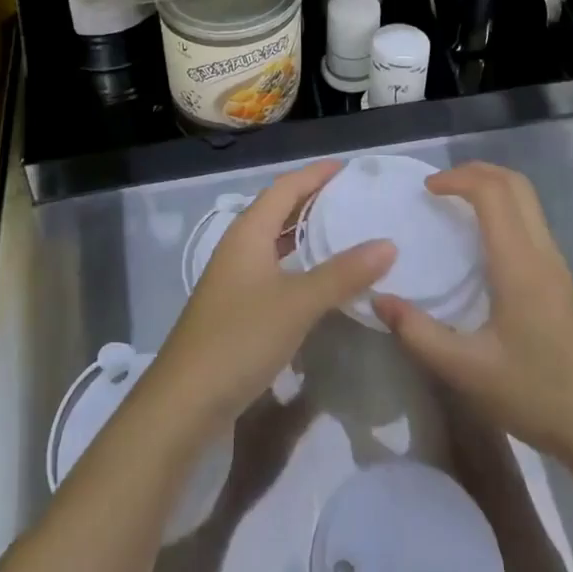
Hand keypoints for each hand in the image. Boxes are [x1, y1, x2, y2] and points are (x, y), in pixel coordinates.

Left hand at [149, 160, 394, 438]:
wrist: (184, 403)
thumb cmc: (240, 338)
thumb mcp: (297, 303)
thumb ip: (343, 273)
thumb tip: (388, 243)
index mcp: (248, 232)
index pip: (285, 187)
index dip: (315, 174)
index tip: (347, 168)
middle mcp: (239, 247)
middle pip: (278, 210)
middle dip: (312, 200)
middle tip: (352, 198)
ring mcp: (234, 279)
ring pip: (275, 241)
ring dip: (305, 233)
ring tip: (343, 232)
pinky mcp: (235, 308)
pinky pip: (273, 269)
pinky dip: (298, 264)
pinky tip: (318, 281)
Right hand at [374, 162, 572, 469]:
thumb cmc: (537, 395)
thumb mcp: (467, 371)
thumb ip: (419, 333)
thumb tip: (379, 298)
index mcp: (519, 262)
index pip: (492, 191)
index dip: (457, 178)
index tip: (426, 190)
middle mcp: (541, 251)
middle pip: (514, 183)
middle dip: (475, 172)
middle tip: (439, 188)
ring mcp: (556, 264)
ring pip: (527, 200)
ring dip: (491, 188)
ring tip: (455, 206)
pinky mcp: (561, 279)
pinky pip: (531, 221)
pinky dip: (504, 209)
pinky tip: (482, 242)